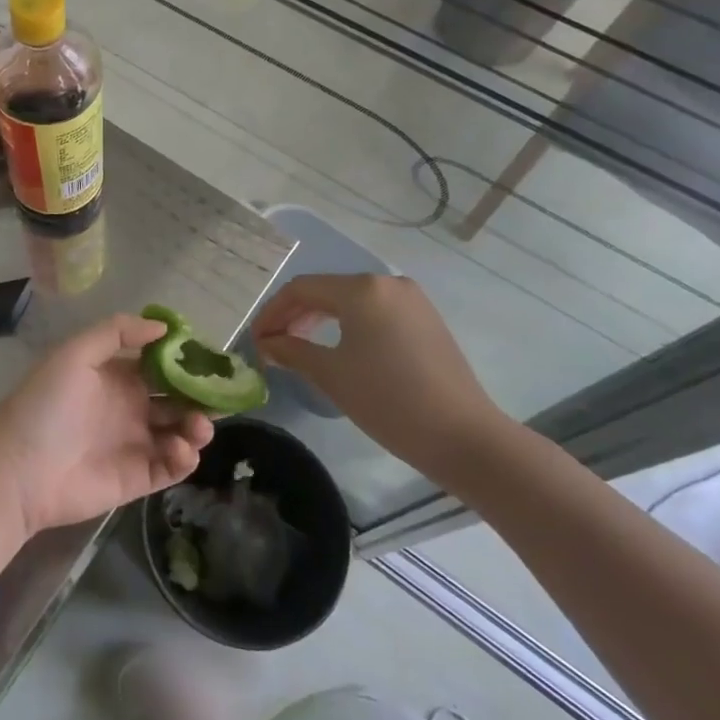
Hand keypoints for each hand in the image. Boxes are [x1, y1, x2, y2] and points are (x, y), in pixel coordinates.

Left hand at [0, 315, 213, 537]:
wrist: (20, 469)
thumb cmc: (47, 405)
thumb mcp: (75, 354)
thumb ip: (117, 332)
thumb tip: (163, 327)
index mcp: (115, 376)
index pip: (159, 364)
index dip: (185, 361)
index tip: (210, 359)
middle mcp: (129, 407)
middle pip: (176, 398)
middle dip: (199, 395)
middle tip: (219, 397)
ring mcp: (134, 443)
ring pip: (179, 432)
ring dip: (197, 427)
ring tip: (198, 426)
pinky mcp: (137, 478)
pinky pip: (171, 467)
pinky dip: (184, 458)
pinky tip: (181, 449)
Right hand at [253, 274, 509, 480]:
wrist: (463, 437)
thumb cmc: (388, 400)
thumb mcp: (331, 375)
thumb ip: (292, 351)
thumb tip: (268, 344)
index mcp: (362, 288)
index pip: (302, 288)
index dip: (272, 312)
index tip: (256, 340)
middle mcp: (387, 283)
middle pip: (326, 290)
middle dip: (294, 316)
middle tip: (273, 345)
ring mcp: (411, 300)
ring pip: (351, 301)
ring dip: (319, 320)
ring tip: (299, 348)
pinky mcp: (426, 320)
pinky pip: (375, 312)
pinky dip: (348, 325)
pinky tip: (337, 349)